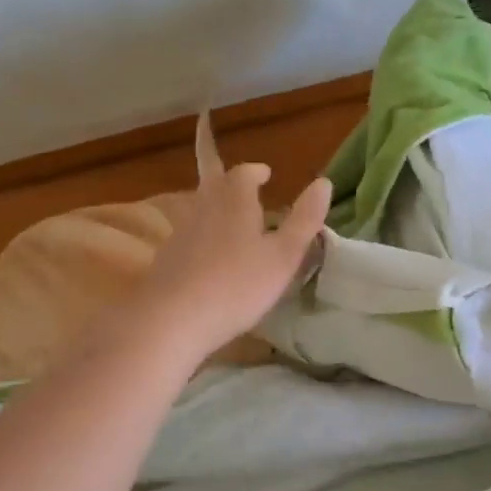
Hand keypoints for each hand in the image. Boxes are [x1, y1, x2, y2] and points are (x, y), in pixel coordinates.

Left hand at [132, 162, 332, 360]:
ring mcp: (181, 231)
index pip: (244, 173)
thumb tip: (323, 183)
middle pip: (212, 180)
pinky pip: (188, 233)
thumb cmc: (237, 285)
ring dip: (212, 202)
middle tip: (230, 171)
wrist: (172, 319)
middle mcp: (204, 206)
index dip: (255, 171)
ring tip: (228, 214)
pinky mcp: (166, 257)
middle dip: (222, 172)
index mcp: (235, 200)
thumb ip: (304, 220)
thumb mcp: (283, 256)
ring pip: (198, 205)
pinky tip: (207, 252)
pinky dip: (201, 232)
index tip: (265, 173)